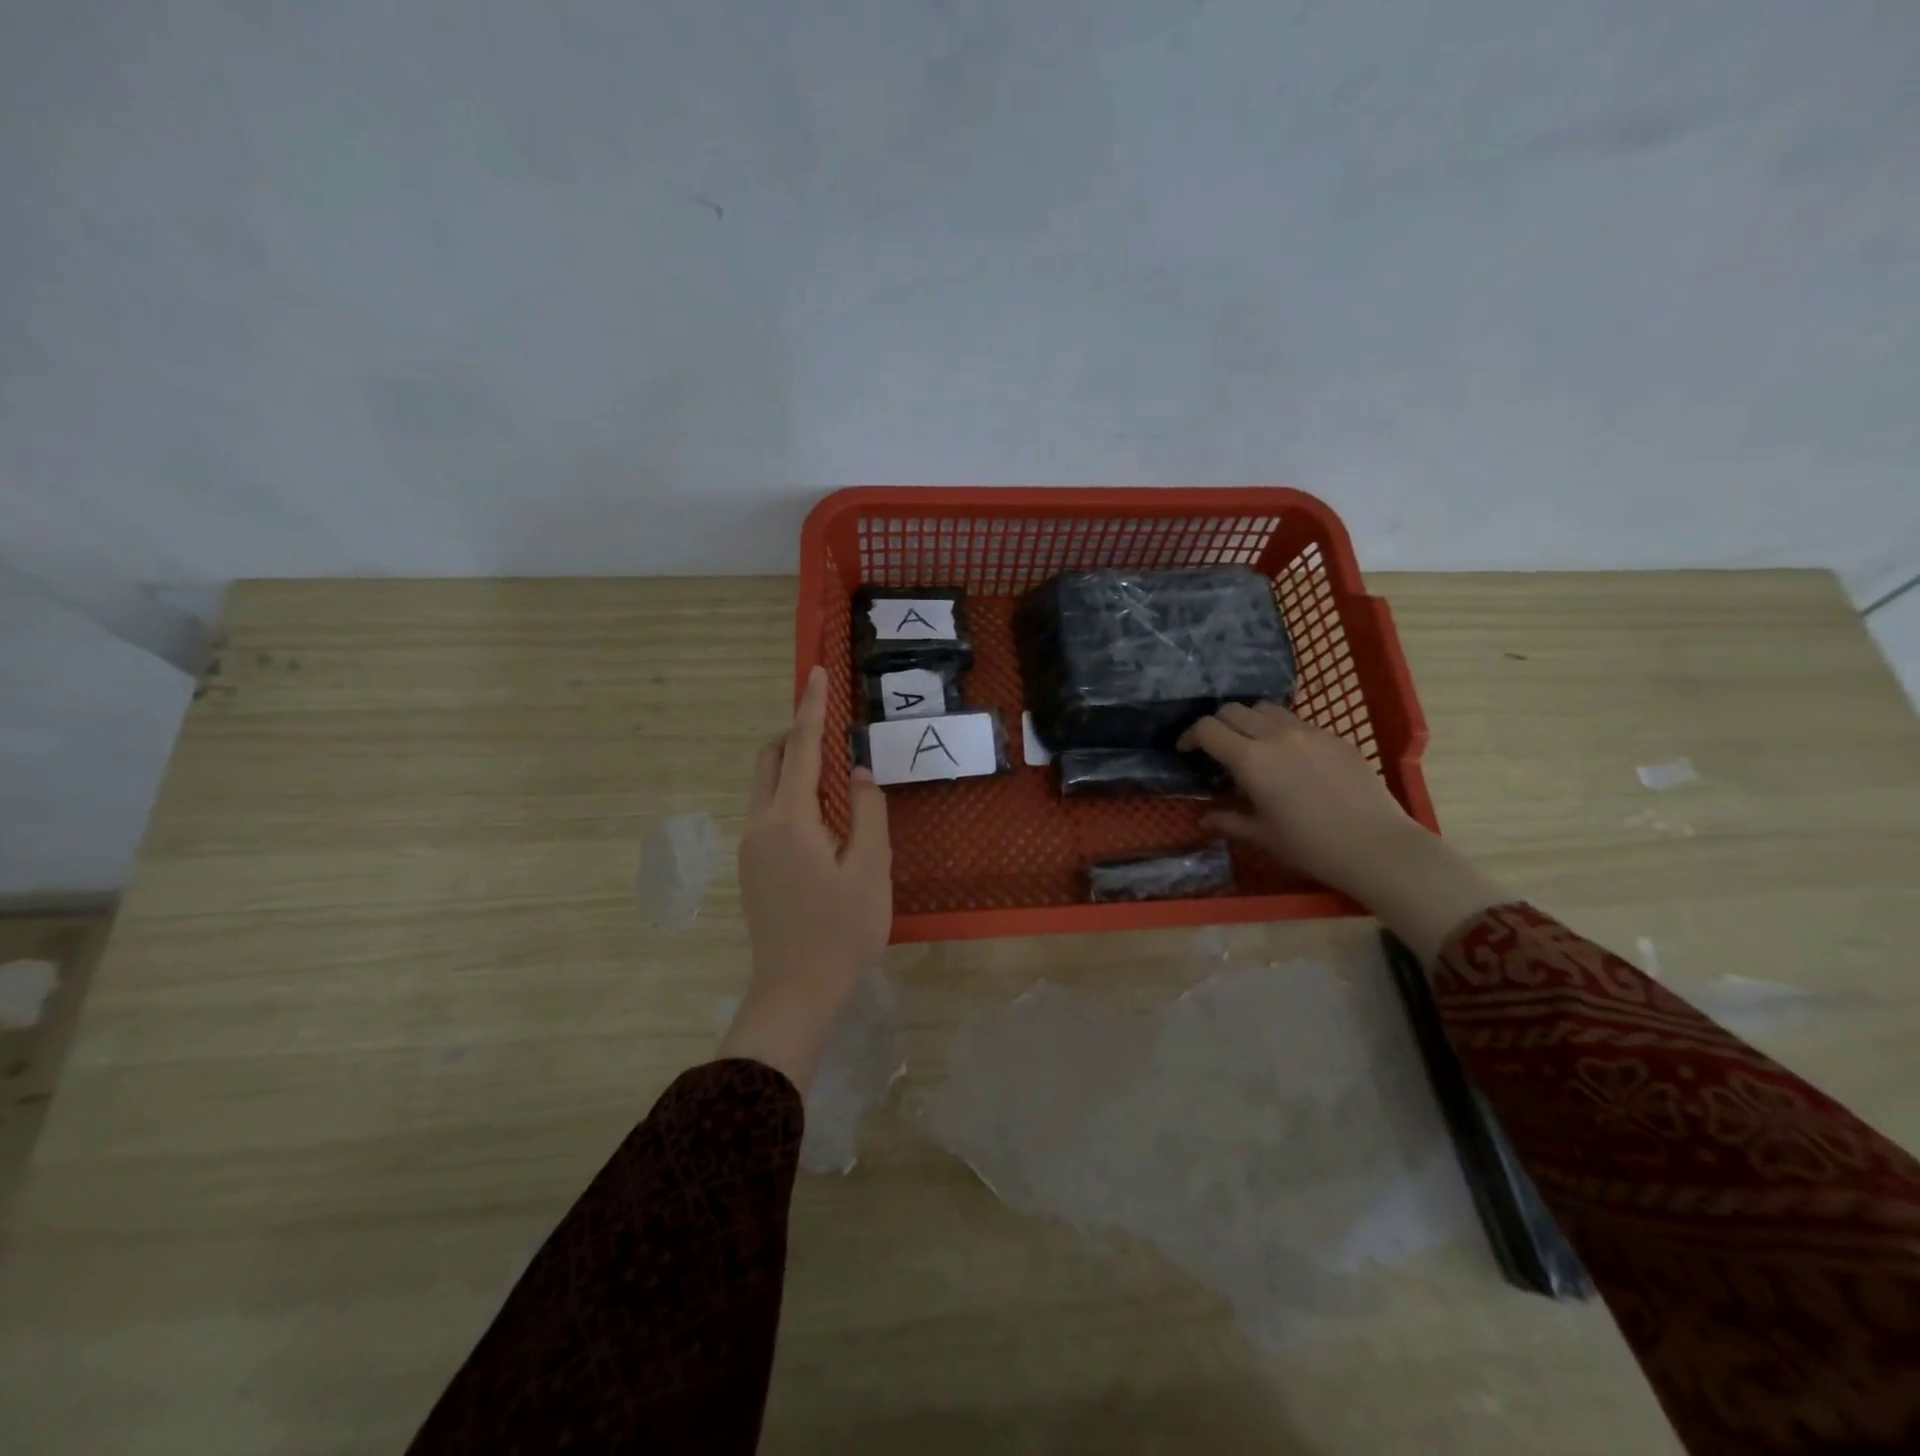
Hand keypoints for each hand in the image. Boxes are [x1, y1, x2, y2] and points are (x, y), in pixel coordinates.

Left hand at [721, 666, 890, 1089]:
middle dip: (795, 736)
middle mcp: (760, 825)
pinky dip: (790, 797)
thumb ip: (868, 812)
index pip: (800, 748)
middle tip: (832, 734)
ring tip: (836, 784)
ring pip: (766, 787)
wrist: (795, 991)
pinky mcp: (750, 867)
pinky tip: (822, 824)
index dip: (810, 708)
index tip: (815, 673)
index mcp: (790, 820)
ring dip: (794, 769)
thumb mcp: (871, 870)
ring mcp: (750, 847)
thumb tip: (857, 773)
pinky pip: (768, 813)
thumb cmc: (842, 931)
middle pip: (770, 761)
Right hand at [1180, 702, 1505, 963]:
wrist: (1377, 847)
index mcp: (1251, 760)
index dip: (1190, 736)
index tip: (1186, 750)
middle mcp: (1276, 736)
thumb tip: (1206, 819)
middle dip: (1217, 724)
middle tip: (1216, 748)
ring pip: (1266, 709)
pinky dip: (1282, 731)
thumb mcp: (1263, 836)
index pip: (1208, 729)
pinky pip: (1298, 722)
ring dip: (1249, 721)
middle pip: (1233, 710)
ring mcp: (1309, 732)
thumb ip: (1230, 821)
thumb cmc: (1311, 846)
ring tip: (1252, 745)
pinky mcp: (1335, 737)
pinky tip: (1290, 758)